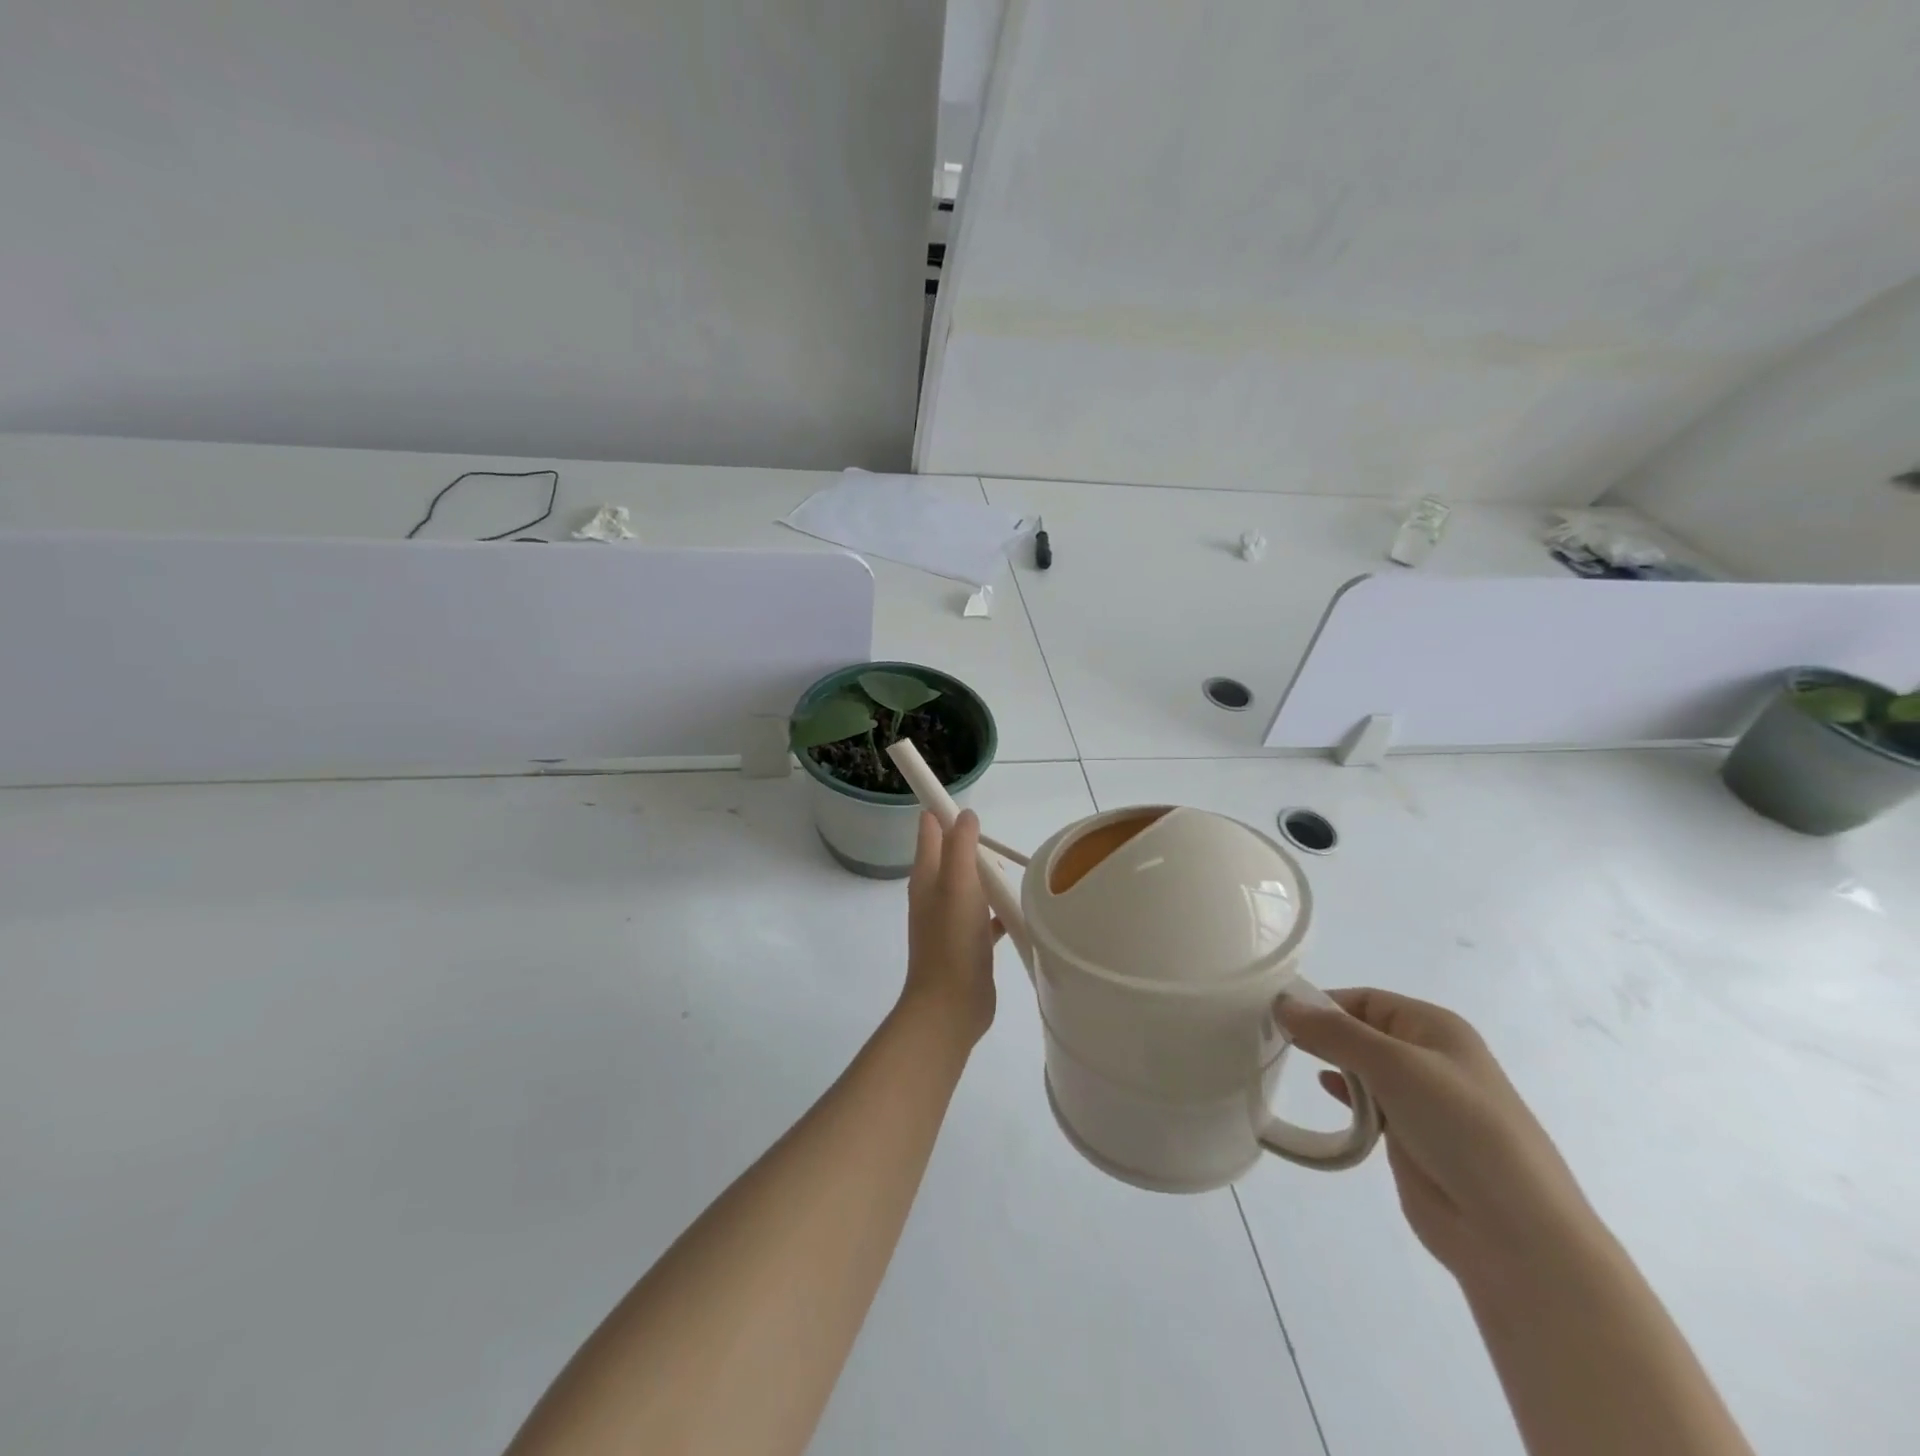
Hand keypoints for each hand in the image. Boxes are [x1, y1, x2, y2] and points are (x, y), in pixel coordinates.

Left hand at [901, 811, 1001, 1046]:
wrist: (950, 1006)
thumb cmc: (952, 940)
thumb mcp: (957, 884)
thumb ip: (960, 845)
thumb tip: (964, 813)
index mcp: (927, 876)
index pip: (930, 829)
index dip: (944, 811)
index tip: (971, 805)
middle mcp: (935, 894)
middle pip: (953, 855)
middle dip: (974, 845)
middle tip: (996, 848)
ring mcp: (951, 920)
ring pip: (971, 885)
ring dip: (988, 877)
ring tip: (1012, 873)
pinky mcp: (969, 942)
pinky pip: (986, 915)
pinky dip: (1000, 908)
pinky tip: (1020, 911)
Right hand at [1278, 988, 1598, 1283]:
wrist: (1515, 1233)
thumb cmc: (1460, 1128)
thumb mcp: (1394, 1065)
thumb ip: (1335, 1032)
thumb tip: (1282, 1003)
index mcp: (1436, 1028)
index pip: (1366, 999)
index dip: (1324, 1002)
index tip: (1278, 1014)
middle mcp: (1430, 1057)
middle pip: (1362, 1031)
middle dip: (1323, 1032)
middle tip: (1275, 1037)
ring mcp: (1423, 1101)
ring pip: (1363, 1068)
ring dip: (1331, 1063)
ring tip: (1289, 1062)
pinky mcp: (1412, 1139)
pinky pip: (1369, 1104)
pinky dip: (1345, 1096)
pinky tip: (1326, 1093)